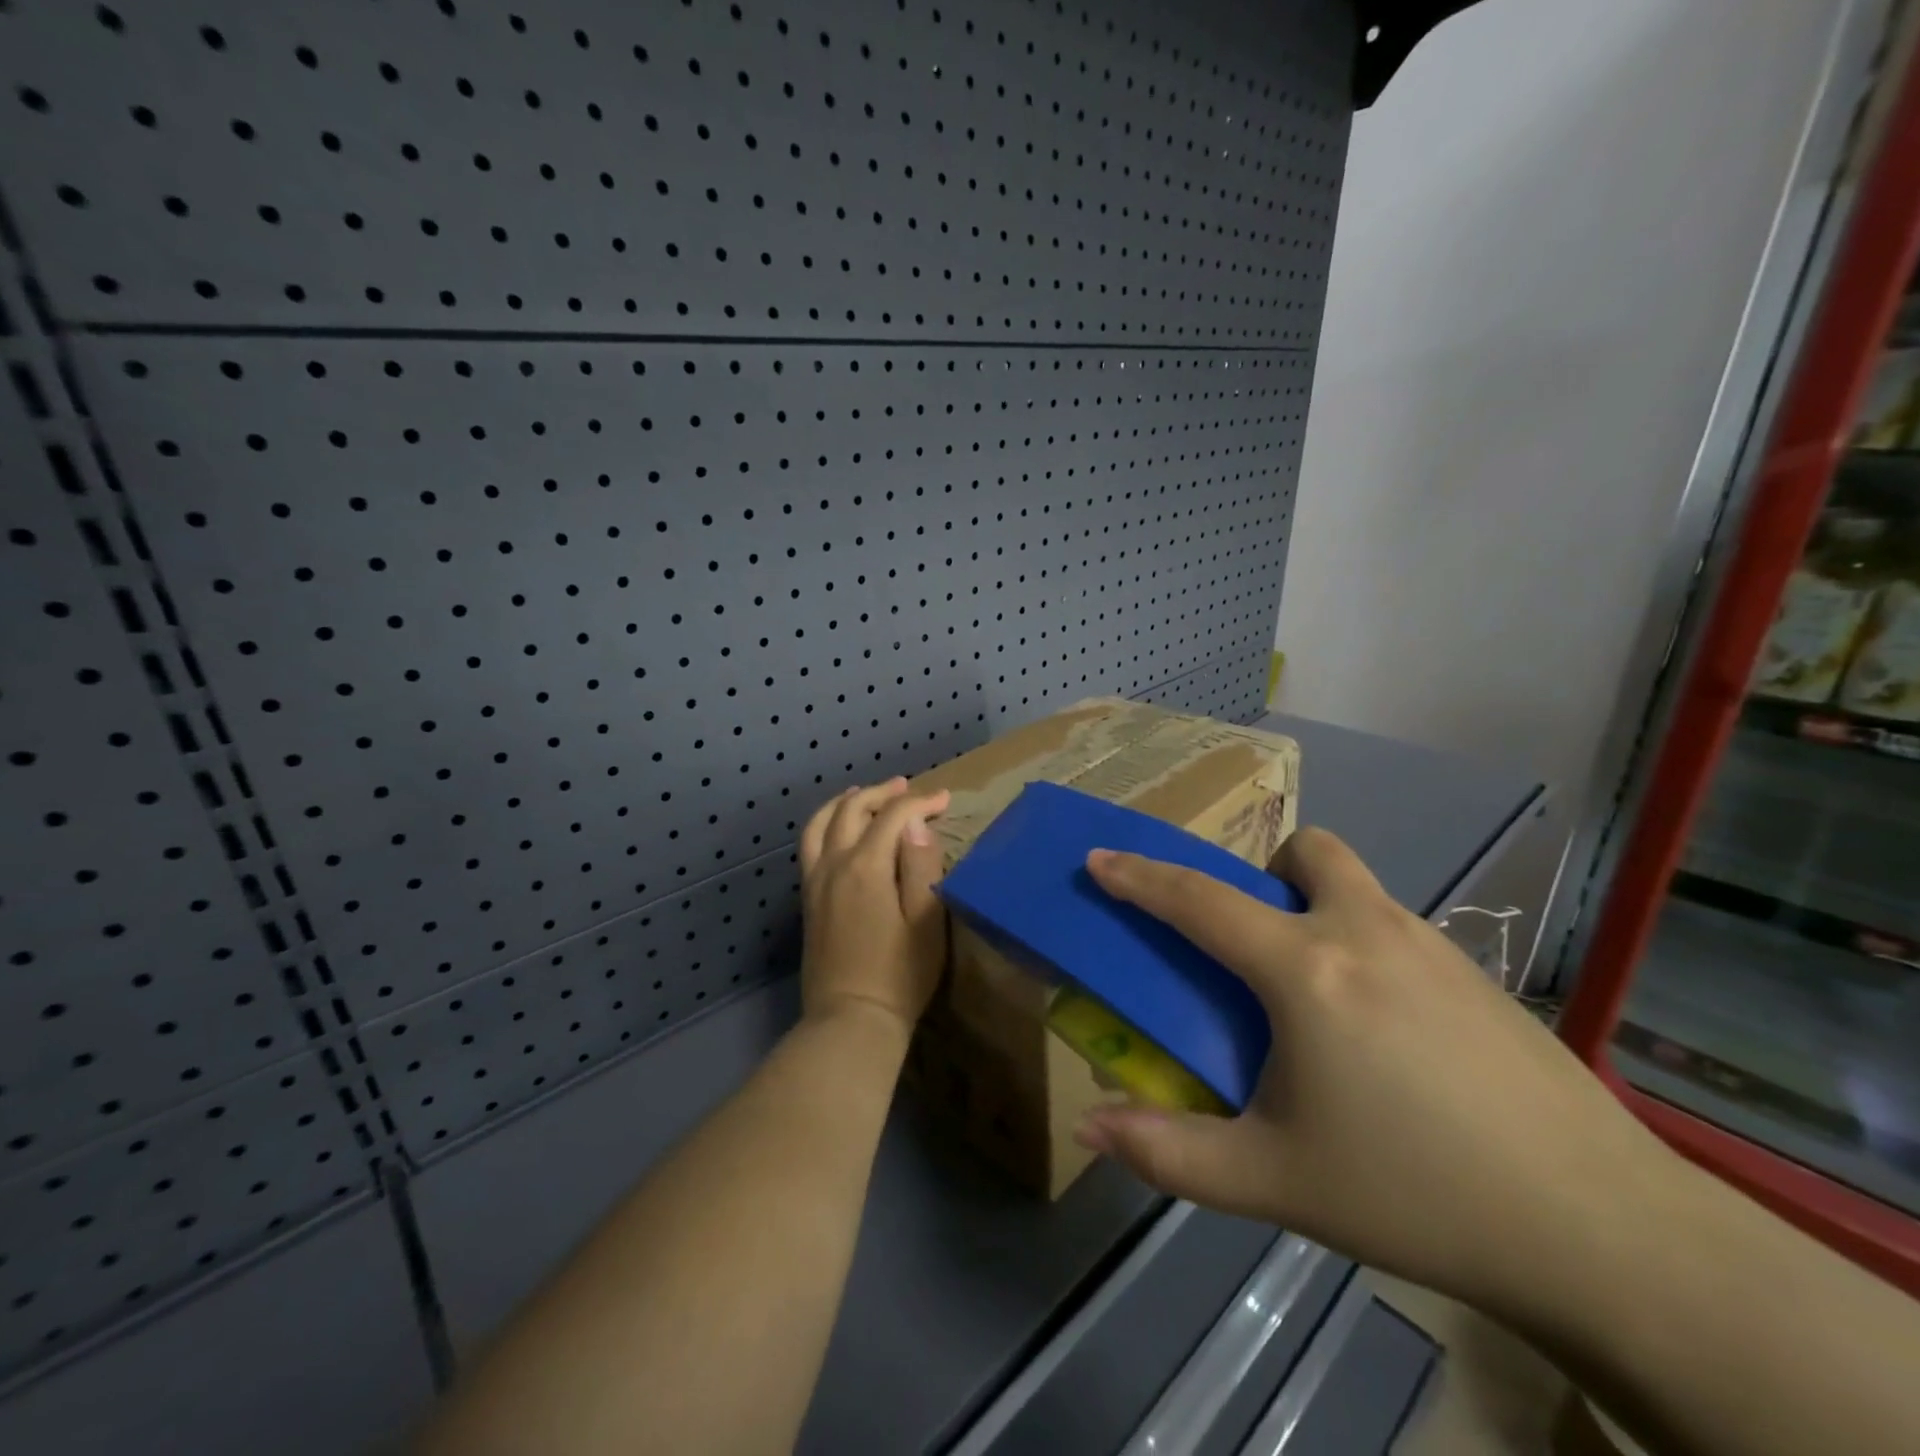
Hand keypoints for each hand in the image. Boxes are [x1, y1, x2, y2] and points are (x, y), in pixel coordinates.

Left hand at [798, 778, 951, 1033]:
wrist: (851, 1020)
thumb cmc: (900, 974)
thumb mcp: (926, 922)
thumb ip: (921, 866)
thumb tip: (915, 825)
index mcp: (866, 866)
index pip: (893, 816)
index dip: (921, 803)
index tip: (946, 800)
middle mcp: (834, 865)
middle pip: (852, 810)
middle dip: (882, 793)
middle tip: (908, 789)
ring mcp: (815, 882)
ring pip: (822, 823)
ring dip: (846, 803)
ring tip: (864, 795)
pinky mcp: (808, 900)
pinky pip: (811, 845)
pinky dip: (827, 824)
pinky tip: (840, 831)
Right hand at [1075, 828, 1669, 1319]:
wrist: (1609, 1234)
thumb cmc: (1417, 1194)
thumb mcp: (1275, 1181)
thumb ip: (1170, 1152)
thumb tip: (1089, 1128)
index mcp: (1306, 971)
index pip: (1200, 902)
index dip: (1140, 877)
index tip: (1100, 857)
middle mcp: (1365, 933)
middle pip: (1305, 851)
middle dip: (1265, 873)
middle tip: (1256, 943)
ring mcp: (1433, 946)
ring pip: (1357, 884)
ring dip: (1318, 906)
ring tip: (1318, 995)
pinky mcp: (1480, 974)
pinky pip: (1397, 927)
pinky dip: (1366, 945)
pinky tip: (1387, 1035)